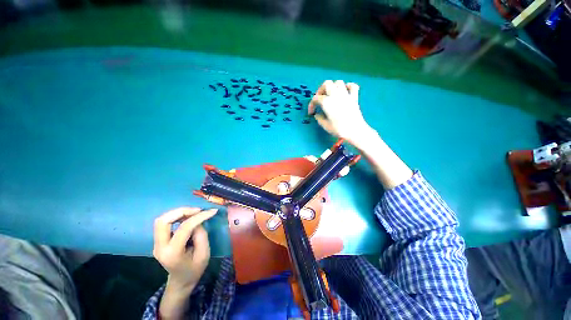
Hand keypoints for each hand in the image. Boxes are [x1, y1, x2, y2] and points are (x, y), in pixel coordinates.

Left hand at [153, 207, 216, 319]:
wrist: (181, 281)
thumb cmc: (195, 269)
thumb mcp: (204, 253)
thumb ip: (201, 235)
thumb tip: (198, 220)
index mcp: (172, 253)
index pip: (184, 228)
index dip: (199, 217)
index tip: (212, 211)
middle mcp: (160, 247)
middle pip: (163, 221)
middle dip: (182, 211)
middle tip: (198, 210)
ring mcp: (157, 244)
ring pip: (162, 220)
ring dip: (179, 212)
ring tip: (194, 213)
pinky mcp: (159, 241)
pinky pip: (165, 223)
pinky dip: (177, 216)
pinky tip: (188, 217)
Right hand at [308, 80, 374, 147]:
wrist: (355, 131)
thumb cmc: (339, 129)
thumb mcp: (325, 126)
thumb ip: (319, 118)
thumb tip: (317, 115)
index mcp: (327, 102)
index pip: (315, 98)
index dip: (311, 105)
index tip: (311, 112)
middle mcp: (336, 95)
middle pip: (326, 84)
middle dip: (321, 90)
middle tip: (319, 99)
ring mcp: (346, 95)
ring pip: (338, 82)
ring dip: (332, 86)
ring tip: (330, 95)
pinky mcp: (354, 97)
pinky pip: (352, 86)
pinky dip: (347, 86)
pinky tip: (344, 92)